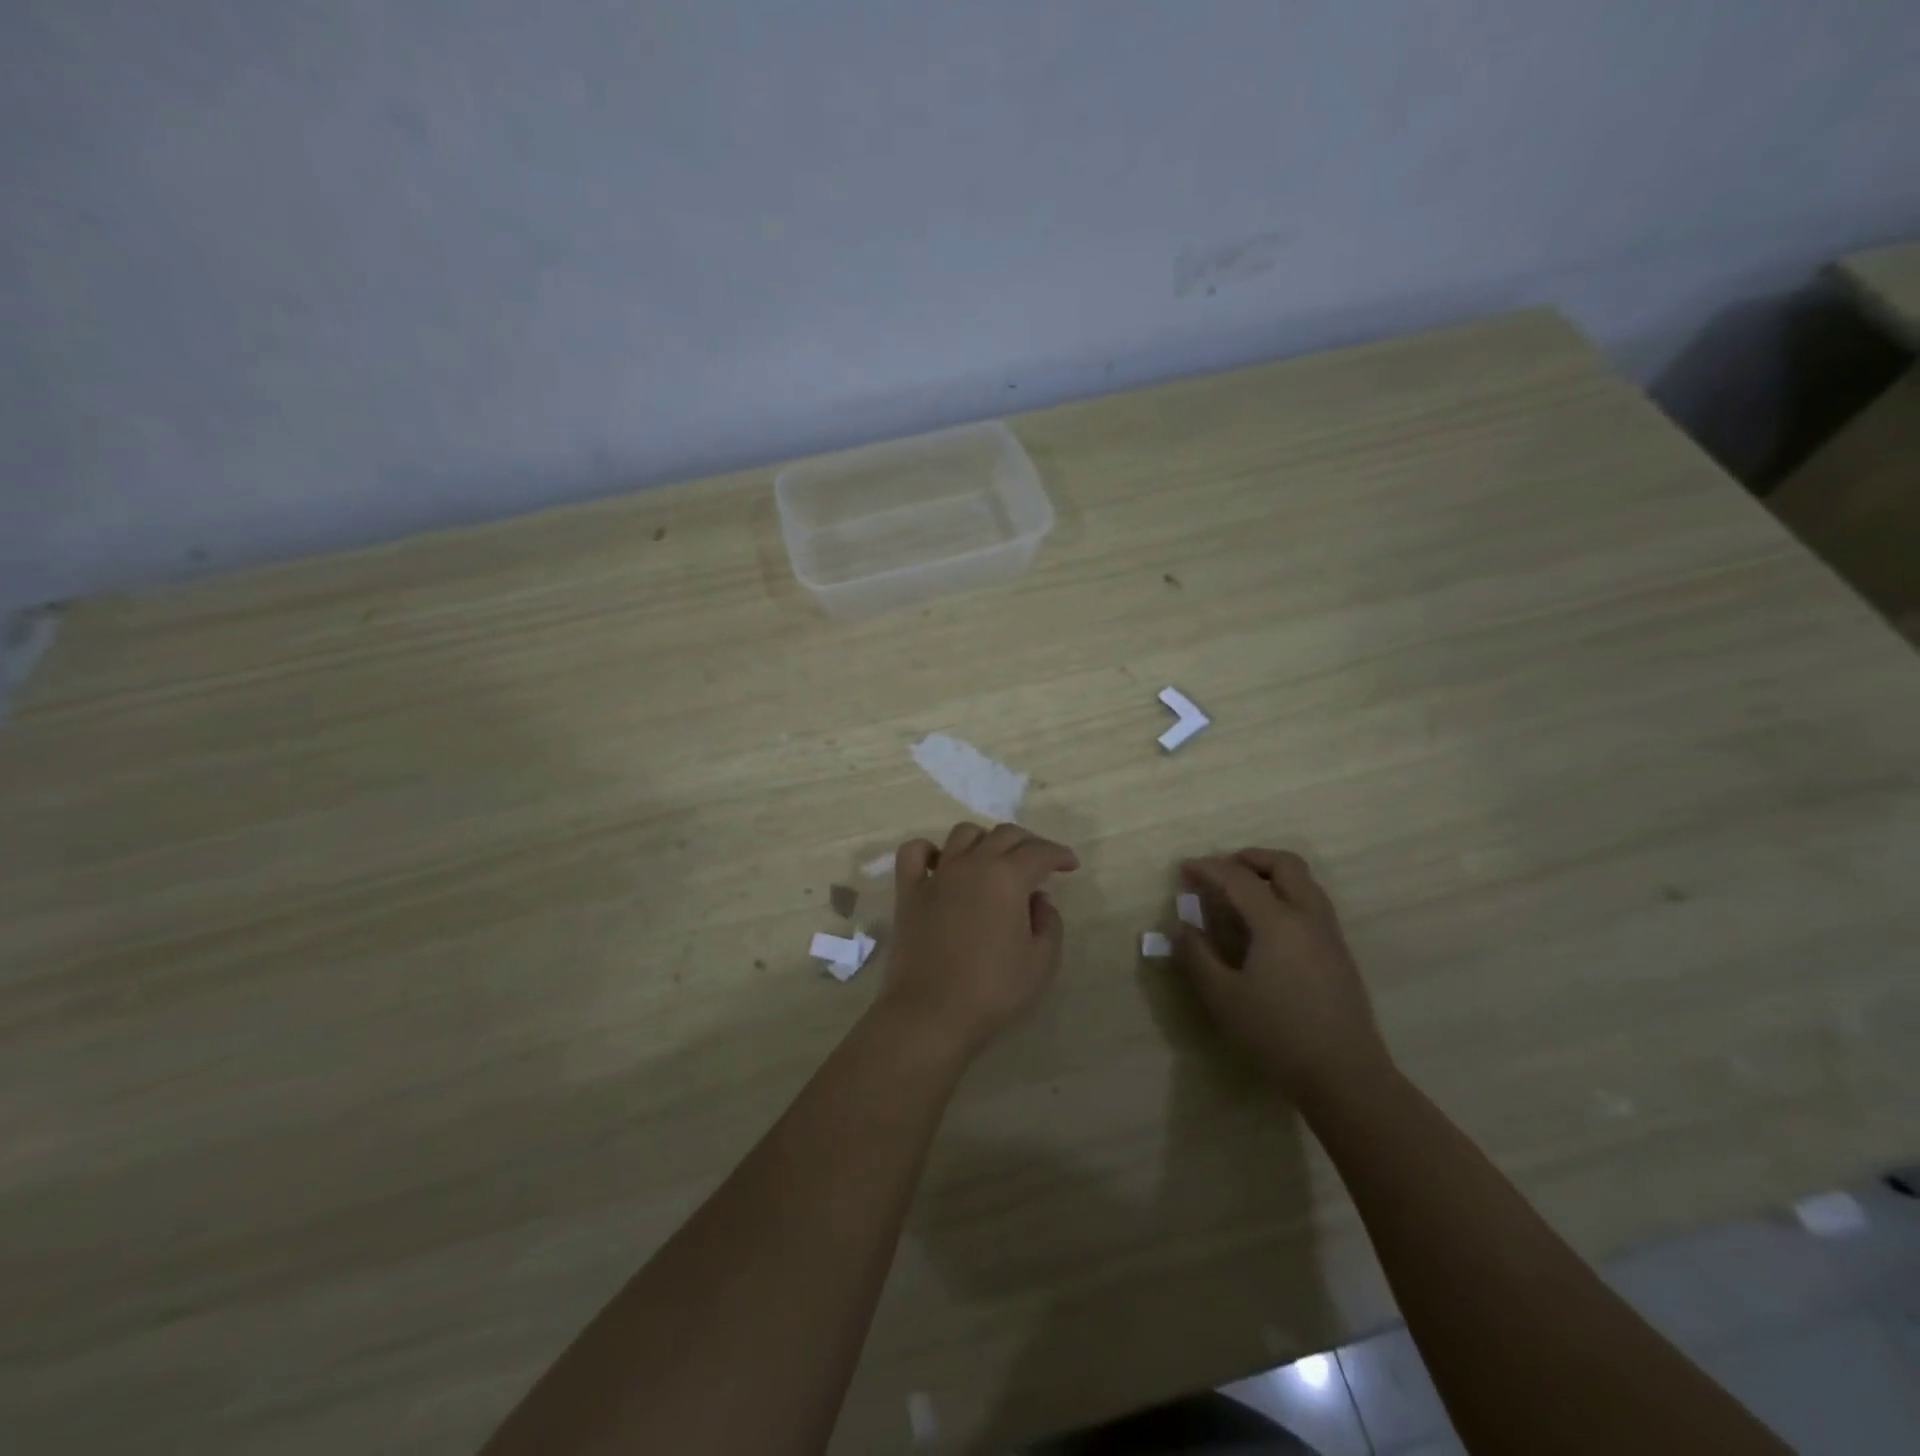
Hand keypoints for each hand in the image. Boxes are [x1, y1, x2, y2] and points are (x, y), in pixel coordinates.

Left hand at [877, 822, 1078, 1060]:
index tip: (1069, 864)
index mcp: (1007, 877)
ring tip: (994, 860)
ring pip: (963, 834)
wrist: (931, 1013)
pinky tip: (941, 863)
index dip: (1058, 854)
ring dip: (985, 840)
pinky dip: (929, 849)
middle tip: (1040, 862)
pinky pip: (914, 852)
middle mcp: (972, 864)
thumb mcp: (1041, 962)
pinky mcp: (909, 890)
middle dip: (1028, 843)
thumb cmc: (993, 990)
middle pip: (1004, 834)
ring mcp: (937, 874)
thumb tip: (1038, 900)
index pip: (1039, 851)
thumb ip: (1049, 923)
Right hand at [1176, 849, 1394, 1111]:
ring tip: (1242, 893)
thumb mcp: (1223, 998)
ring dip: (1271, 874)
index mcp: (1278, 922)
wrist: (1345, 1077)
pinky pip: (1312, 903)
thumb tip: (1181, 927)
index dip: (1208, 868)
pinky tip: (1267, 925)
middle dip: (1249, 858)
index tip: (1184, 869)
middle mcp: (1308, 917)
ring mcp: (1330, 934)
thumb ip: (1196, 956)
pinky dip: (1286, 895)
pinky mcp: (1339, 954)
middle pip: (1284, 865)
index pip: (1239, 878)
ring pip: (1304, 882)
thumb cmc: (1277, 1035)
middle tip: (1220, 871)